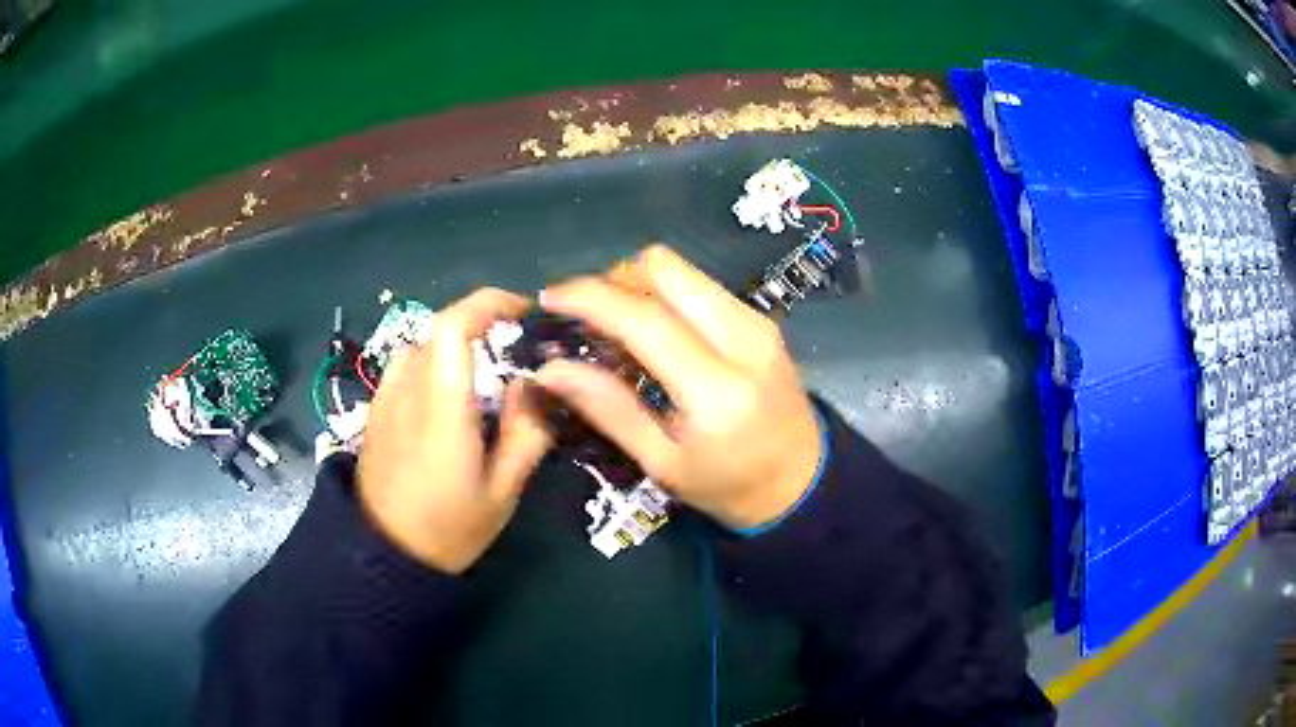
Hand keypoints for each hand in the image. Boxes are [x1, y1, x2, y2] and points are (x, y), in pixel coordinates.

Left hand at [358, 289, 551, 572]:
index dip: (489, 303)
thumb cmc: (448, 528)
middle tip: (516, 350)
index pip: (454, 325)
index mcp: (442, 407)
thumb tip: (536, 383)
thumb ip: (526, 433)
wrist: (384, 554)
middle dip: (483, 326)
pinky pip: (406, 365)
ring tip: (482, 374)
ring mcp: (386, 398)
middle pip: (441, 329)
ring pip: (423, 345)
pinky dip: (432, 362)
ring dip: (456, 345)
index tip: (524, 311)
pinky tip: (445, 395)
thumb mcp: (502, 492)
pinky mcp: (376, 410)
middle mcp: (409, 390)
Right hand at [536, 245, 822, 529]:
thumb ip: (607, 409)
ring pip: (682, 269)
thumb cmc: (727, 486)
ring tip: (616, 326)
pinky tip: (653, 331)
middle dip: (613, 280)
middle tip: (589, 317)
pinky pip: (699, 285)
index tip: (549, 299)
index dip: (588, 298)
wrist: (802, 480)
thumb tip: (549, 369)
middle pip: (663, 267)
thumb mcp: (661, 462)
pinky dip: (665, 295)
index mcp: (716, 389)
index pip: (642, 318)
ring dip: (638, 284)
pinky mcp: (760, 318)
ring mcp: (756, 321)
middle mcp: (742, 339)